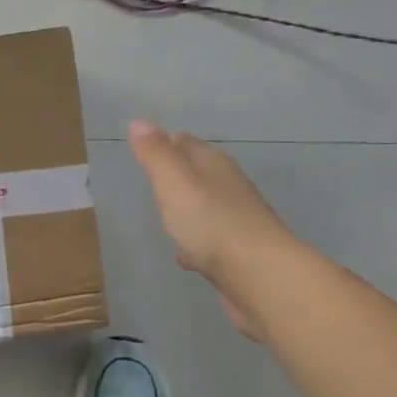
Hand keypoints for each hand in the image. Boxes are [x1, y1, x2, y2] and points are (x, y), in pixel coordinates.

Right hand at [128, 120, 287, 339]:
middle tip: (152, 183)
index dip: (165, 144)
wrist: (258, 275)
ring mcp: (236, 222)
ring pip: (205, 209)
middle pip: (198, 175)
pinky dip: (197, 244)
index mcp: (214, 166)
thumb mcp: (174, 183)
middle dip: (176, 178)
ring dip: (187, 211)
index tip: (145, 150)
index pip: (186, 143)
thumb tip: (139, 120)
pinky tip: (186, 256)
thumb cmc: (211, 223)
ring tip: (166, 218)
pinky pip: (210, 242)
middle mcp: (229, 188)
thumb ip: (156, 155)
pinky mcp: (237, 254)